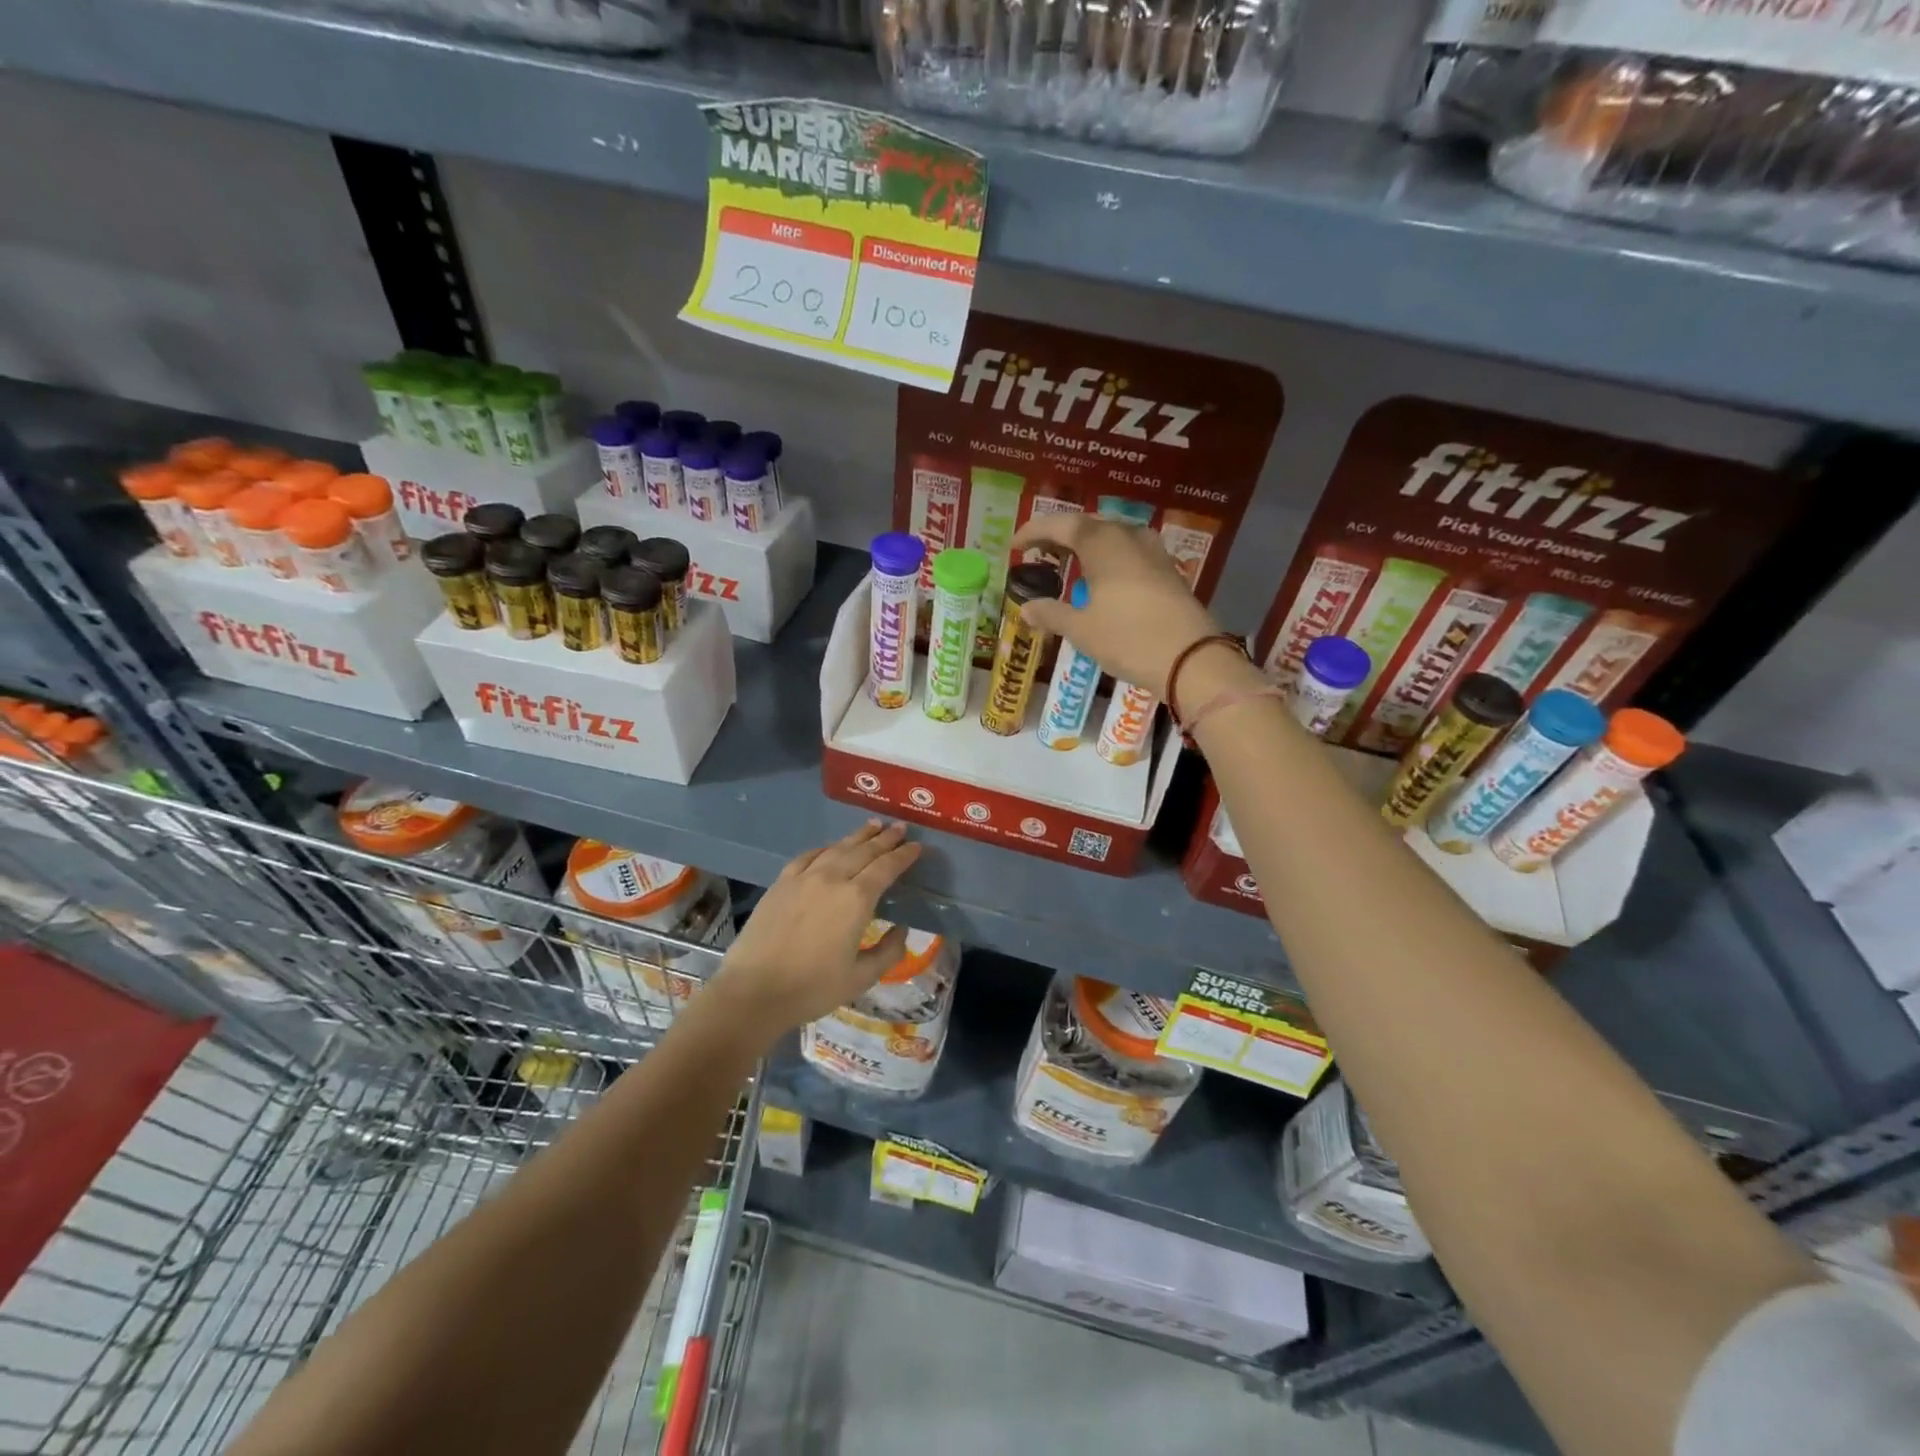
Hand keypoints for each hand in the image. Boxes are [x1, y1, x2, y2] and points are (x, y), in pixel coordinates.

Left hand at [710, 821, 921, 1037]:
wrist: (754, 991)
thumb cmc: (812, 988)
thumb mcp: (860, 978)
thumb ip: (887, 952)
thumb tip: (901, 930)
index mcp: (857, 899)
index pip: (886, 868)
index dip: (904, 855)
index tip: (917, 846)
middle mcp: (832, 878)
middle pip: (864, 851)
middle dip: (885, 838)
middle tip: (900, 828)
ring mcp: (803, 878)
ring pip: (836, 848)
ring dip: (858, 836)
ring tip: (872, 826)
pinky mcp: (781, 883)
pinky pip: (807, 856)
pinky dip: (824, 848)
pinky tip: (830, 847)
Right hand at [1011, 514, 1226, 691]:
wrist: (1191, 658)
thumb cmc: (1128, 638)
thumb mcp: (1082, 630)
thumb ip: (1051, 614)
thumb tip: (1026, 608)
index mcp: (1102, 543)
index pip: (1060, 525)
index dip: (1034, 532)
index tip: (1014, 545)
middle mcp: (1128, 537)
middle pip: (1088, 526)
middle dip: (1060, 536)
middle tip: (1039, 552)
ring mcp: (1152, 551)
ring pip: (1111, 537)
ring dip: (1086, 546)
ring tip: (1068, 563)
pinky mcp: (1167, 570)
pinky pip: (1129, 552)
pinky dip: (1108, 558)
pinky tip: (1102, 579)